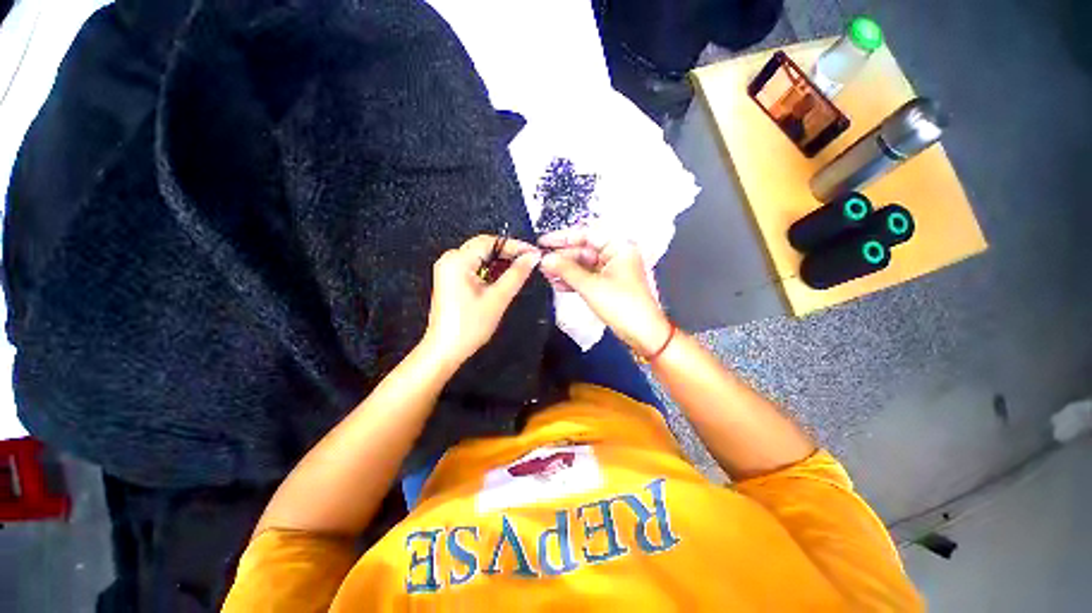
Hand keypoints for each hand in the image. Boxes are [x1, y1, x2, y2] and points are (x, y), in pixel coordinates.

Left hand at [421, 235, 540, 367]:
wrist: (446, 349)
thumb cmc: (470, 325)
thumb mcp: (498, 298)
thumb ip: (516, 274)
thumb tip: (532, 257)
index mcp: (457, 261)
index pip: (490, 241)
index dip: (514, 245)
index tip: (534, 253)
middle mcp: (450, 260)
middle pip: (485, 247)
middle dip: (508, 254)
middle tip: (531, 261)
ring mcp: (449, 270)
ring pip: (481, 257)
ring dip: (501, 263)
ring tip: (522, 269)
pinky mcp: (452, 279)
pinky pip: (475, 267)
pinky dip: (491, 271)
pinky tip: (505, 278)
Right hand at [538, 227, 671, 356]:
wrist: (642, 334)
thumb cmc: (623, 306)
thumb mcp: (591, 286)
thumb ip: (566, 270)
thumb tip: (545, 259)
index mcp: (619, 247)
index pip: (586, 234)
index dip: (562, 237)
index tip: (543, 242)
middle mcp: (616, 255)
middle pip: (583, 250)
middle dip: (562, 257)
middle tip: (541, 261)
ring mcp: (611, 271)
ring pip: (583, 265)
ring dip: (565, 269)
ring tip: (545, 273)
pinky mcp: (607, 285)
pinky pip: (587, 277)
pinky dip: (573, 280)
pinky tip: (557, 283)